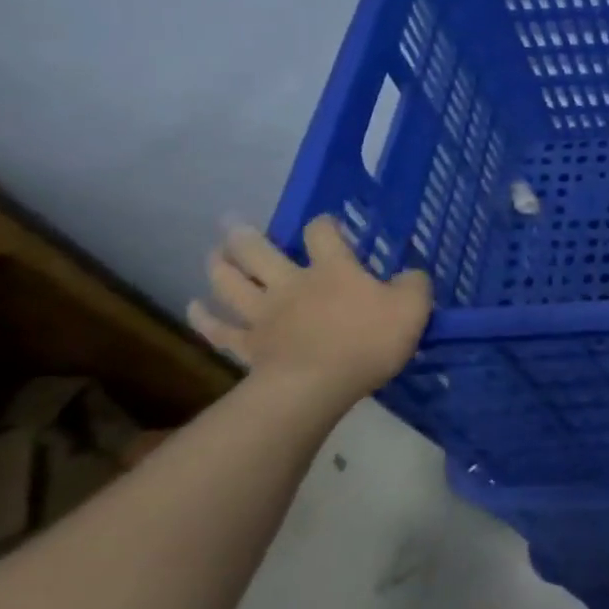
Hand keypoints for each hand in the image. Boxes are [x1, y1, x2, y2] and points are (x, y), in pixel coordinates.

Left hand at [189, 217, 431, 401]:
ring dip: (220, 266)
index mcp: (333, 270)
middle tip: (233, 223)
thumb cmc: (370, 341)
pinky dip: (204, 318)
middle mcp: (292, 283)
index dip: (323, 225)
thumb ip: (414, 285)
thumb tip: (411, 274)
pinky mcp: (248, 345)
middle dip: (247, 236)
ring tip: (213, 254)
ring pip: (232, 283)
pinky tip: (194, 308)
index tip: (326, 223)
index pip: (322, 234)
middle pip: (260, 252)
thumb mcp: (413, 307)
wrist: (318, 385)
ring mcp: (264, 314)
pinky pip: (220, 329)